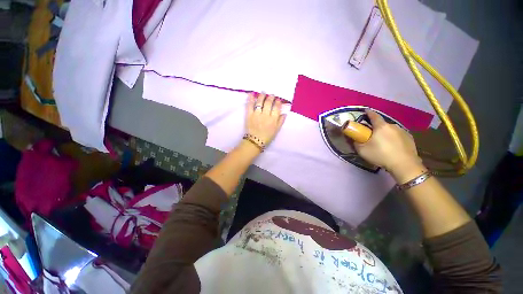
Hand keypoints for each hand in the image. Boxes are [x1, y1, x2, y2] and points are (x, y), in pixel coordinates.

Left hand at [245, 93, 286, 145]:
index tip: (277, 99)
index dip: (277, 102)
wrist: (255, 141)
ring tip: (263, 92)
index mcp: (273, 119)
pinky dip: (250, 99)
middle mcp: (265, 115)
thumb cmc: (267, 136)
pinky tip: (251, 94)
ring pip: (260, 102)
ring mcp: (257, 114)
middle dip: (271, 97)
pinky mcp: (249, 115)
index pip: (276, 107)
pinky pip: (250, 105)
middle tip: (271, 95)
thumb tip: (285, 113)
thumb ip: (281, 121)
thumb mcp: (276, 130)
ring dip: (262, 95)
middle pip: (268, 103)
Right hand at [354, 110, 422, 175]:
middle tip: (371, 135)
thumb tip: (354, 138)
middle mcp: (392, 126)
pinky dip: (393, 138)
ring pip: (390, 130)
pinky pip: (398, 135)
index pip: (373, 115)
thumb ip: (356, 142)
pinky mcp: (410, 138)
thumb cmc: (381, 155)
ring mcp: (403, 131)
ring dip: (385, 133)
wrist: (404, 165)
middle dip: (376, 127)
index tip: (365, 111)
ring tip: (382, 142)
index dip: (368, 113)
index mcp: (381, 126)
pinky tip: (392, 146)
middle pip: (382, 124)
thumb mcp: (362, 150)